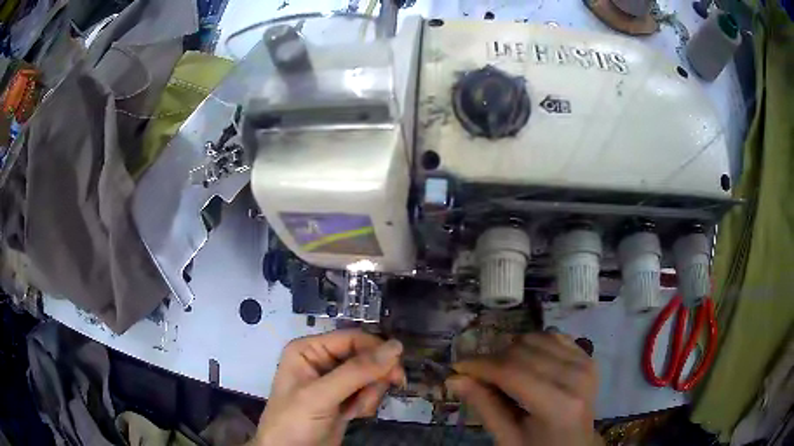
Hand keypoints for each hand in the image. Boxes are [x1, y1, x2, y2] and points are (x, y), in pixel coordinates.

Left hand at [254, 329, 404, 445]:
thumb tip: (396, 346)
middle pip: (365, 357)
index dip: (376, 350)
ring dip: (370, 394)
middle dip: (373, 377)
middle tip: (379, 394)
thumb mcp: (320, 396)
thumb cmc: (294, 421)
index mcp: (309, 349)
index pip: (352, 339)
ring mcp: (334, 382)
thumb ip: (356, 372)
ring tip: (356, 410)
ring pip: (370, 376)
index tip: (396, 369)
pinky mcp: (344, 399)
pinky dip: (367, 403)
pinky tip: (353, 415)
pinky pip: (368, 392)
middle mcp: (322, 361)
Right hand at [446, 332, 601, 445]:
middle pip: (522, 352)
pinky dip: (532, 344)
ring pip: (535, 339)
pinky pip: (552, 336)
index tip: (456, 366)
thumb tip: (453, 379)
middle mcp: (576, 377)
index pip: (512, 373)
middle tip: (475, 374)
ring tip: (500, 370)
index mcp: (558, 405)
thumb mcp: (508, 438)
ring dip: (511, 350)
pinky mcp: (586, 356)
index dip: (480, 366)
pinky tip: (524, 360)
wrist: (576, 445)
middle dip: (492, 359)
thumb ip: (485, 406)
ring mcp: (585, 362)